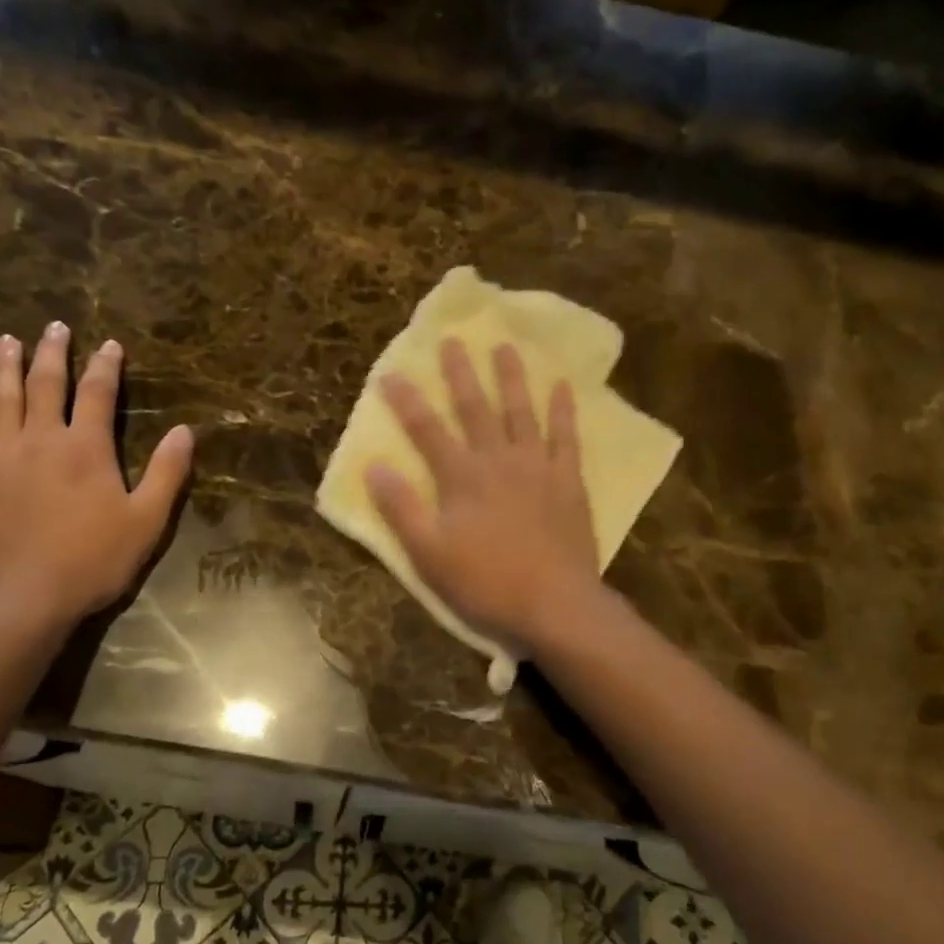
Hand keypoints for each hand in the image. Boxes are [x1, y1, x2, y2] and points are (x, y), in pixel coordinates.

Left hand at [0, 323, 192, 629]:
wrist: (24, 598)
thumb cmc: (94, 560)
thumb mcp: (147, 520)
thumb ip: (167, 472)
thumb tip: (184, 431)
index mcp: (85, 448)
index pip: (97, 393)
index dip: (106, 366)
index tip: (110, 344)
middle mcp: (40, 440)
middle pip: (45, 385)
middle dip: (53, 353)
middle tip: (54, 326)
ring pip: (0, 401)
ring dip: (4, 368)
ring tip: (6, 341)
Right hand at [367, 338, 598, 656]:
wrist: (554, 604)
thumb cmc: (485, 582)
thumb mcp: (428, 554)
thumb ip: (401, 508)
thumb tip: (374, 466)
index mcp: (461, 477)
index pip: (426, 430)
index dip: (406, 401)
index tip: (390, 373)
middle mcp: (498, 460)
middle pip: (475, 408)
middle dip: (460, 374)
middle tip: (452, 339)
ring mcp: (538, 467)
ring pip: (521, 412)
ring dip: (511, 378)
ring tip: (505, 346)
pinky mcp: (569, 481)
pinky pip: (566, 437)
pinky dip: (564, 410)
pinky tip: (562, 386)